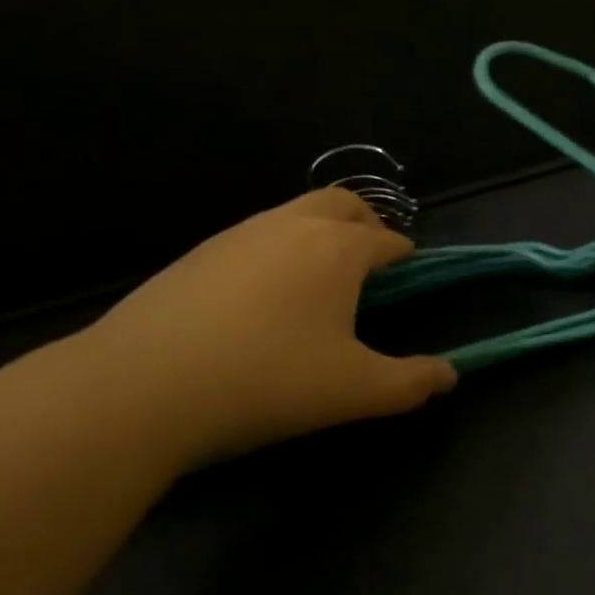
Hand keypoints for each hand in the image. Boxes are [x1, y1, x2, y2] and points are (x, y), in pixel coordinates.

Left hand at [74, 189, 455, 467]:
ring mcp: (240, 233)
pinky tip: (263, 294)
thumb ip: (410, 383)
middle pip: (342, 203)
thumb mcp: (352, 391)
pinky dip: (278, 248)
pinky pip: (256, 235)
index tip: (409, 268)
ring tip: (320, 276)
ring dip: (319, 231)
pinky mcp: (200, 252)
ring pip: (295, 212)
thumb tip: (450, 376)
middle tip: (371, 259)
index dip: (404, 254)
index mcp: (337, 249)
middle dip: (366, 223)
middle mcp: (292, 225)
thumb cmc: (267, 381)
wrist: (144, 385)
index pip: (386, 240)